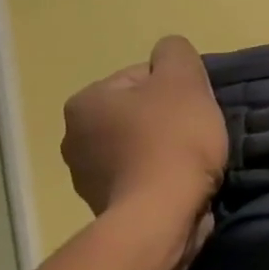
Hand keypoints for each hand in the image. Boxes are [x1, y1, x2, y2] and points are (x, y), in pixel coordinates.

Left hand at [61, 36, 227, 219]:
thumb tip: (168, 55)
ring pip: (138, 148)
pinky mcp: (104, 209)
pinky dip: (158, 180)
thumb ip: (175, 52)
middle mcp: (73, 138)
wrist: (161, 216)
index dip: (175, 89)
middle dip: (166, 121)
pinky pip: (139, 180)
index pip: (140, 78)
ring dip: (163, 152)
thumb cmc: (172, 140)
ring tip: (191, 164)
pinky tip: (179, 186)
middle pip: (137, 114)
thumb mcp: (183, 78)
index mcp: (85, 102)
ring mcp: (85, 178)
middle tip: (195, 134)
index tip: (194, 109)